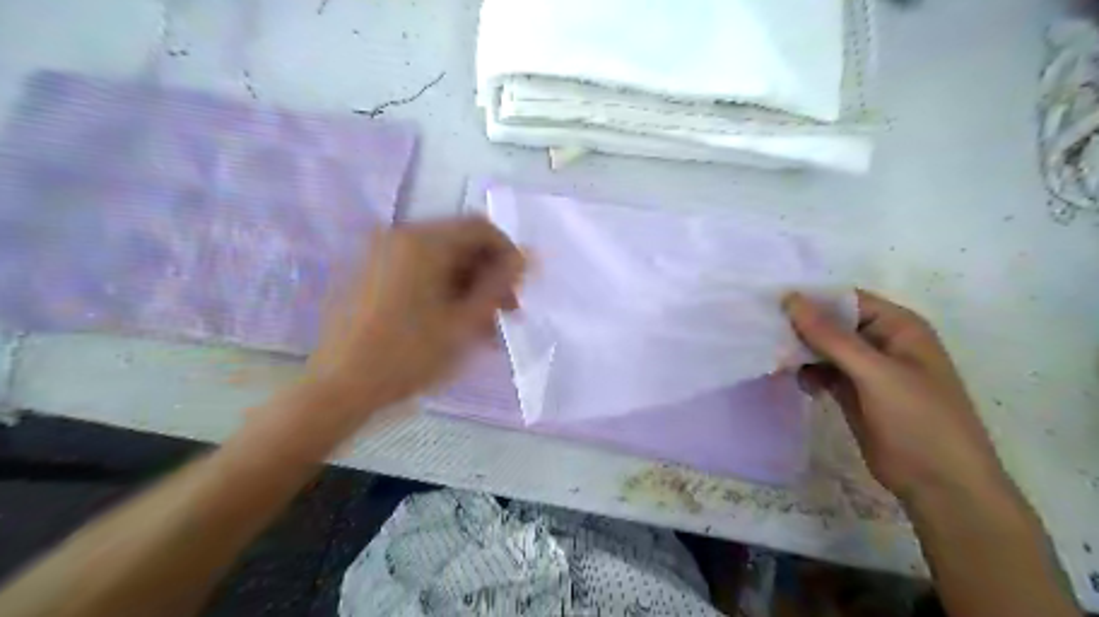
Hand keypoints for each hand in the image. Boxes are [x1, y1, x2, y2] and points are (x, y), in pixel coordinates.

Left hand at [302, 217, 519, 410]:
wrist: (339, 388)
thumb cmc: (408, 355)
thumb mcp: (464, 322)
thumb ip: (499, 285)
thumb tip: (527, 257)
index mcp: (422, 242)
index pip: (481, 228)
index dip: (508, 256)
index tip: (518, 292)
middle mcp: (400, 237)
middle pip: (460, 245)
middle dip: (488, 278)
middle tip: (504, 316)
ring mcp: (381, 255)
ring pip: (442, 263)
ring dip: (469, 290)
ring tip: (484, 331)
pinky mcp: (371, 275)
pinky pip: (419, 274)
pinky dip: (443, 293)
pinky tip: (455, 327)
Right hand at [785, 291, 1007, 503]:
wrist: (940, 485)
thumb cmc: (918, 420)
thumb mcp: (874, 373)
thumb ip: (830, 336)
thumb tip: (790, 299)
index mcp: (897, 326)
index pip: (845, 300)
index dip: (811, 300)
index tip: (771, 305)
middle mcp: (881, 342)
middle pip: (831, 323)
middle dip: (801, 328)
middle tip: (765, 335)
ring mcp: (866, 369)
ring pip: (823, 348)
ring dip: (801, 352)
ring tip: (778, 362)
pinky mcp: (853, 392)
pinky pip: (823, 371)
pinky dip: (807, 373)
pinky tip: (799, 383)